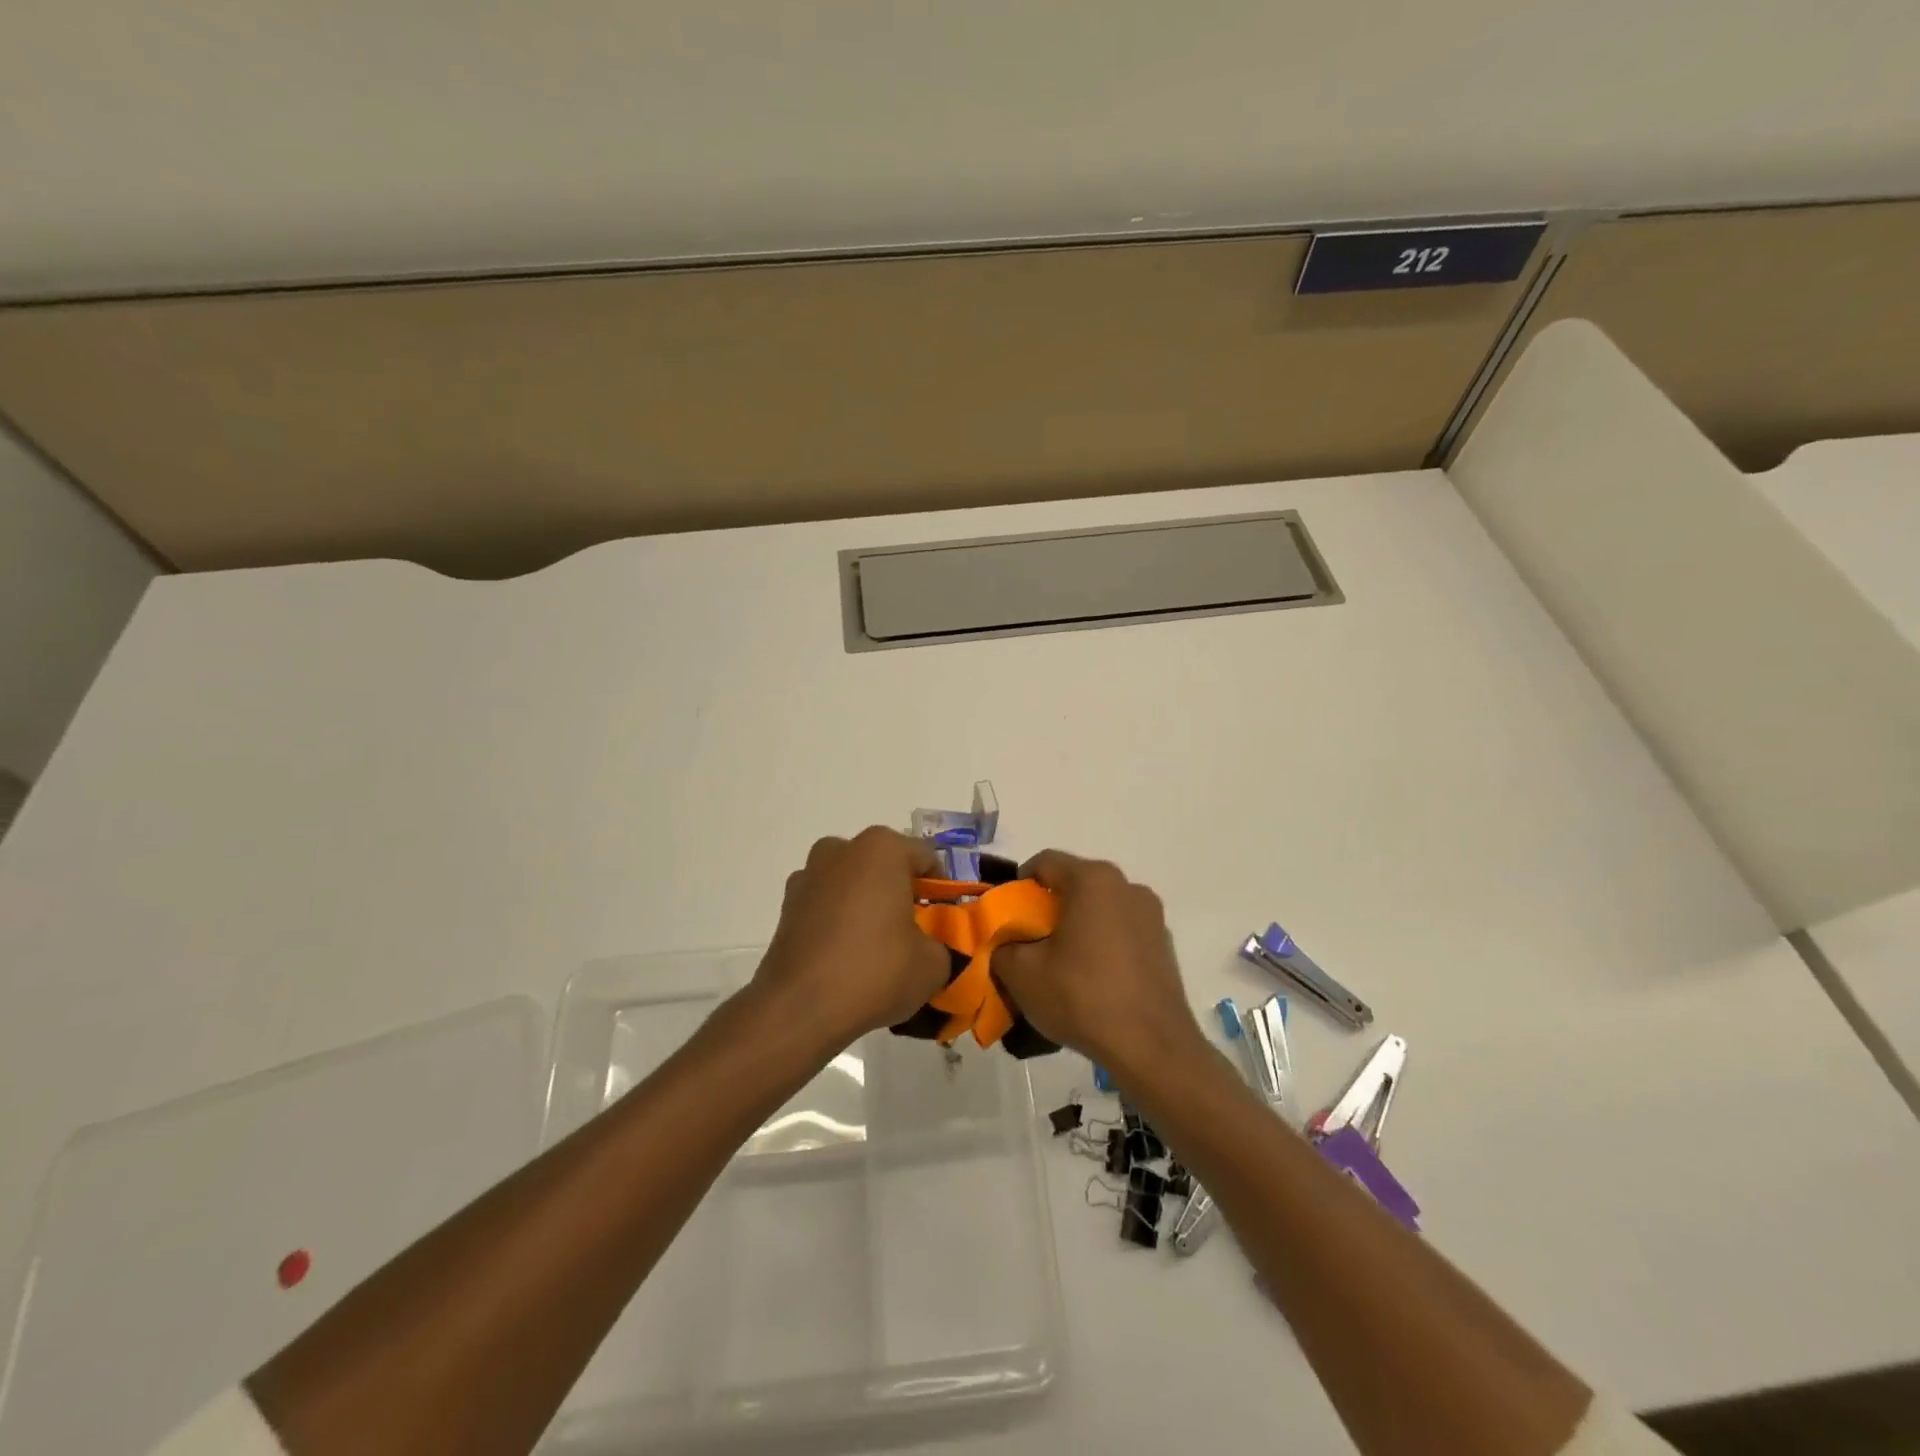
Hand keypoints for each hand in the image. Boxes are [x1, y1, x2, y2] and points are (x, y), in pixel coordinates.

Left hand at [751, 828, 950, 1052]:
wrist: (799, 1008)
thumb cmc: (875, 971)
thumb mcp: (933, 964)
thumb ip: (941, 945)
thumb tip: (929, 947)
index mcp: (882, 849)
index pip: (925, 859)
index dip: (940, 890)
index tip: (944, 920)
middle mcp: (841, 850)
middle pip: (884, 865)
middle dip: (900, 892)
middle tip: (913, 932)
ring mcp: (808, 875)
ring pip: (851, 882)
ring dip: (866, 903)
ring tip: (876, 946)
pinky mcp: (786, 905)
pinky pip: (826, 904)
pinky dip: (838, 920)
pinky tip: (845, 956)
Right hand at [993, 851, 1205, 1075]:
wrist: (1152, 1048)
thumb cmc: (1082, 997)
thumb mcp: (1022, 973)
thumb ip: (1001, 948)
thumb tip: (1002, 944)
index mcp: (1093, 880)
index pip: (1044, 862)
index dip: (1017, 885)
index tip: (1005, 917)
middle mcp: (1127, 886)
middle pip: (1074, 884)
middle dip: (1047, 908)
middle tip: (1027, 942)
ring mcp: (1151, 916)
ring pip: (1099, 908)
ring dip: (1076, 926)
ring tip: (1058, 964)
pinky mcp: (1164, 945)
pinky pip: (1121, 932)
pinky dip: (1102, 944)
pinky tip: (1091, 981)